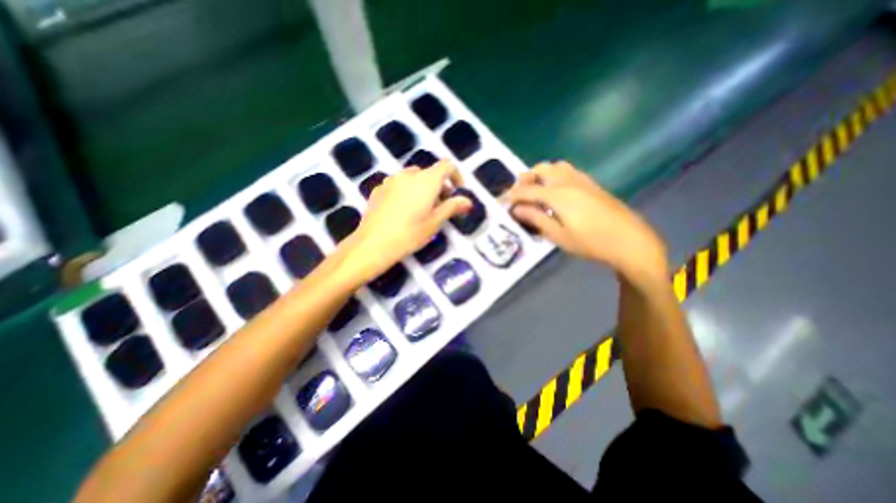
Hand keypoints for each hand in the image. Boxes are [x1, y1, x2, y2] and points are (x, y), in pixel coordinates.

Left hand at [340, 160, 471, 281]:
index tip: (458, 191)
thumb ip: (452, 207)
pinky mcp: (379, 189)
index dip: (456, 175)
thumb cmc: (410, 234)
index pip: (446, 166)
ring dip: (422, 187)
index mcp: (426, 181)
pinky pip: (398, 184)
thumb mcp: (435, 222)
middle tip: (441, 205)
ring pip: (413, 178)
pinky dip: (407, 191)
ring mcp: (391, 180)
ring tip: (421, 208)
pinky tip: (403, 210)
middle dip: (439, 185)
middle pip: (429, 173)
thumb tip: (468, 201)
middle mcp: (408, 175)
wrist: (374, 244)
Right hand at [501, 162, 666, 285]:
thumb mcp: (558, 235)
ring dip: (540, 174)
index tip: (500, 200)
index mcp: (558, 195)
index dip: (511, 195)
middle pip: (541, 169)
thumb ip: (536, 219)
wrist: (629, 240)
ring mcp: (582, 180)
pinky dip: (554, 175)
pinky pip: (567, 171)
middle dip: (525, 179)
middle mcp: (568, 181)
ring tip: (536, 191)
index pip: (527, 190)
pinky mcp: (591, 184)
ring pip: (555, 166)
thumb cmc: (591, 242)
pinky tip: (555, 192)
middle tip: (519, 195)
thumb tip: (516, 209)